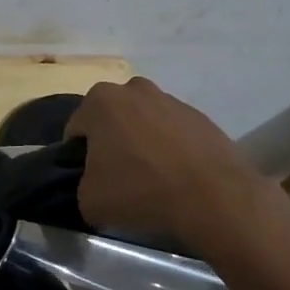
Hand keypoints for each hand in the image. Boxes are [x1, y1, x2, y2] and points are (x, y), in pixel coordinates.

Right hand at [64, 77, 273, 248]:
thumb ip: (81, 185)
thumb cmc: (140, 190)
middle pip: (111, 119)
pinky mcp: (200, 116)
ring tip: (151, 178)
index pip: (76, 129)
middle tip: (118, 176)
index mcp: (100, 101)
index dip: (78, 156)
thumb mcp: (89, 200)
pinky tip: (176, 175)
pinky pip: (172, 131)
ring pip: (143, 122)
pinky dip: (170, 148)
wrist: (213, 197)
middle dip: (111, 142)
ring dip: (141, 142)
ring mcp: (170, 99)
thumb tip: (93, 184)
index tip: (89, 178)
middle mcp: (133, 89)